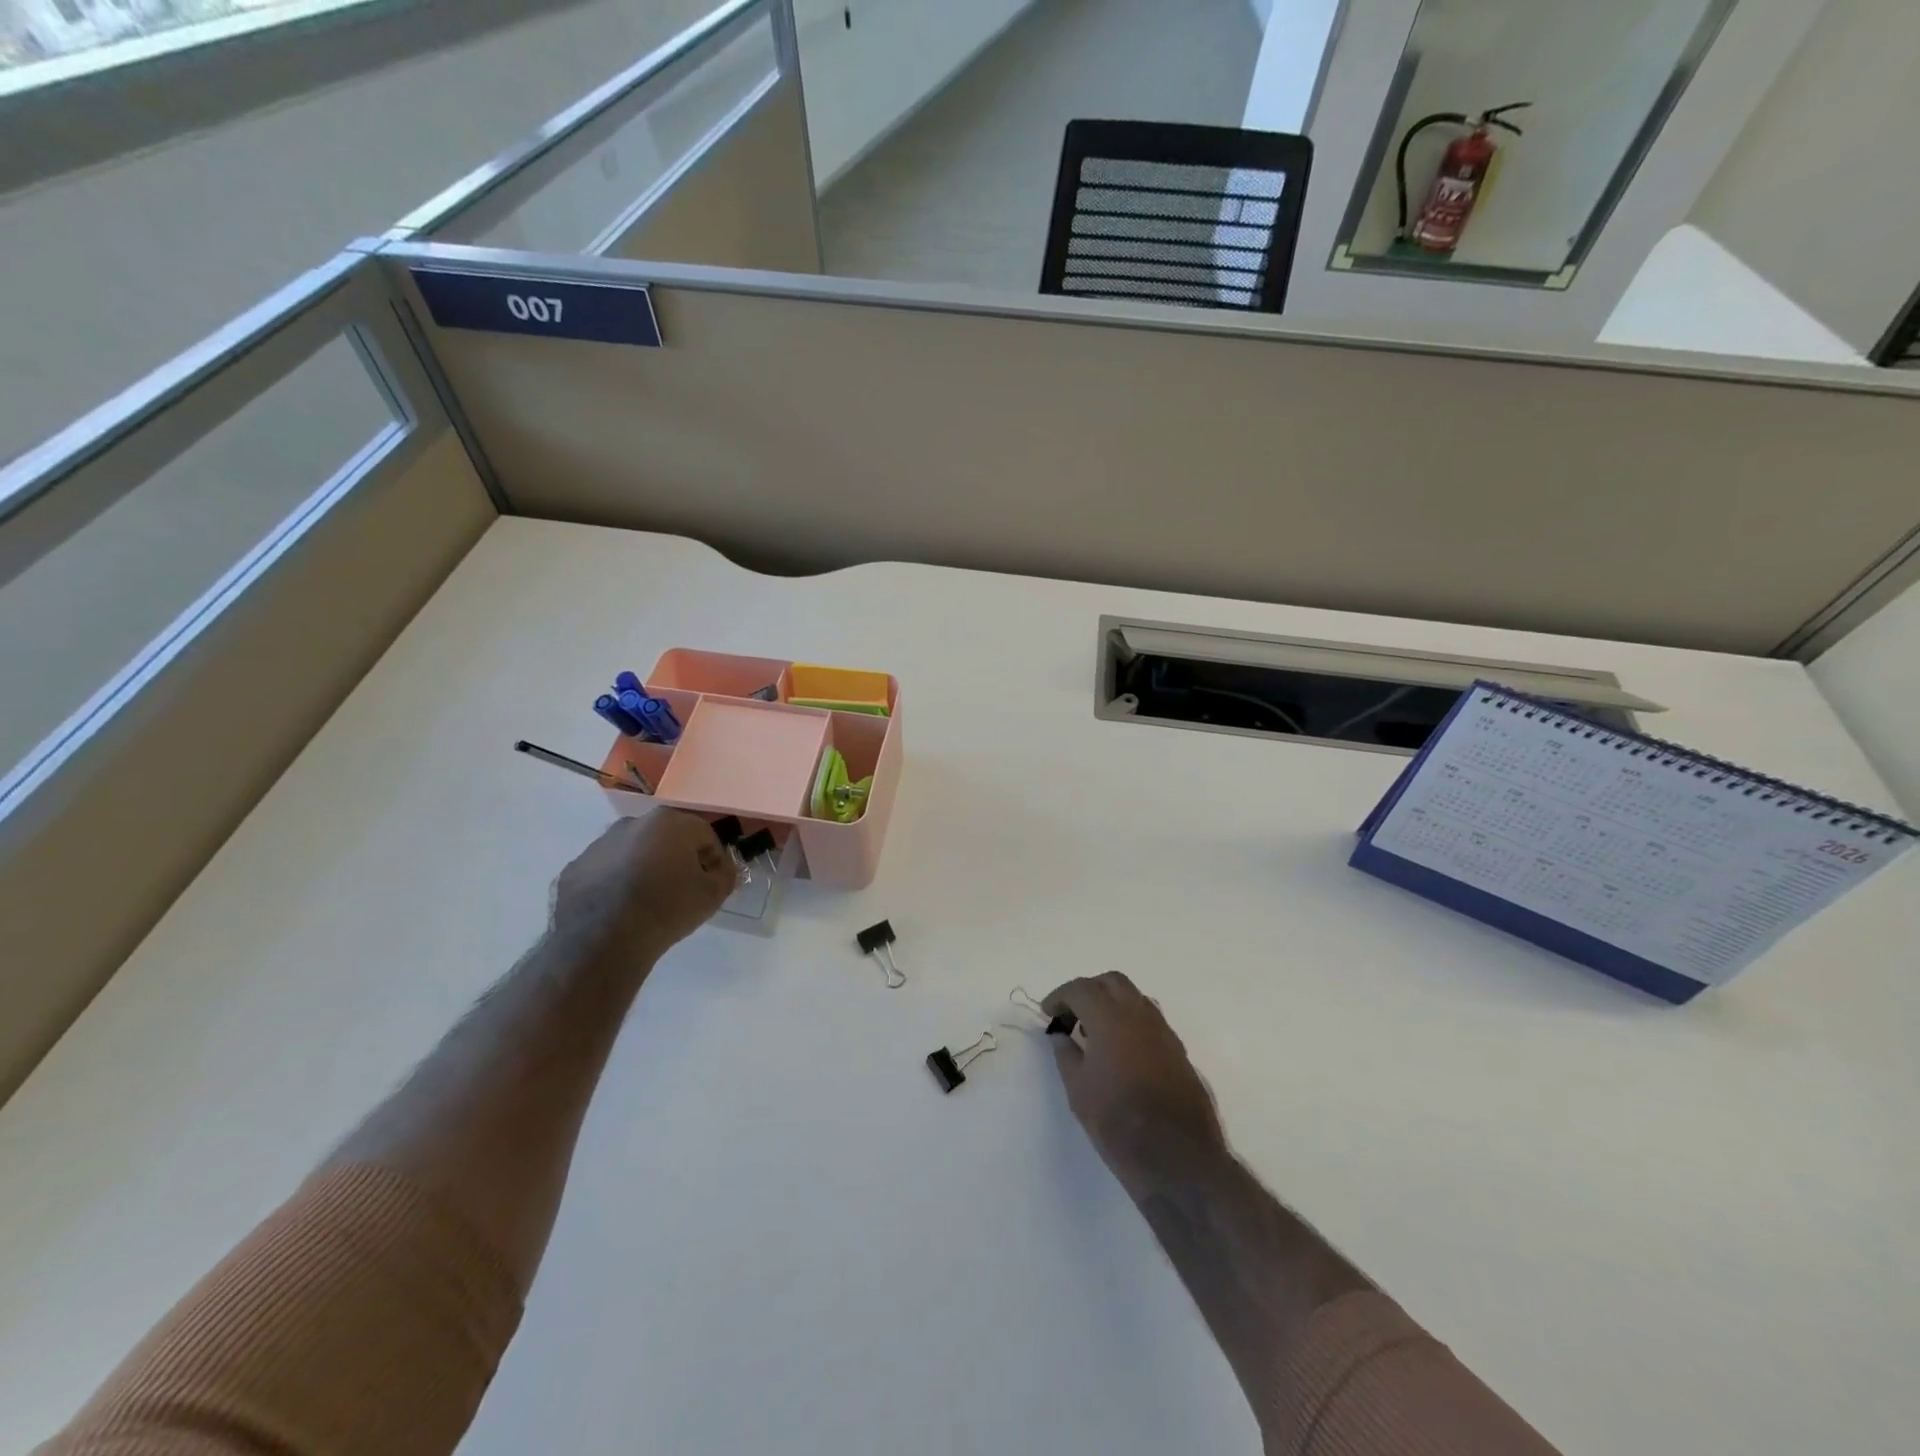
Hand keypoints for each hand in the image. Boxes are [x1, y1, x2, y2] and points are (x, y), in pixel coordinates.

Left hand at [551, 811, 738, 964]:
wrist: (603, 940)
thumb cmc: (666, 909)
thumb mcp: (713, 895)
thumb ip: (726, 875)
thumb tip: (721, 869)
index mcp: (669, 822)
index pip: (704, 835)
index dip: (714, 859)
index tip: (713, 882)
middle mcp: (632, 823)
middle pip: (666, 838)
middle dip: (677, 859)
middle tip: (682, 890)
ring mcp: (599, 845)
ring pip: (633, 852)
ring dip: (644, 868)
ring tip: (648, 902)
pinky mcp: (575, 868)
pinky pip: (605, 872)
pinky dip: (615, 883)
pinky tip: (620, 909)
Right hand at [1044, 972, 1225, 1196]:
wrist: (1178, 1157)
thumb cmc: (1118, 1123)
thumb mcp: (1078, 1090)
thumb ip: (1066, 1054)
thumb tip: (1060, 1034)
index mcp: (1110, 1018)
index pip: (1080, 988)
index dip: (1060, 996)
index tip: (1048, 1013)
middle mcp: (1139, 1014)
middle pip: (1111, 982)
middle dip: (1088, 991)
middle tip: (1071, 1015)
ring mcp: (1163, 1030)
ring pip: (1134, 997)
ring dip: (1111, 1003)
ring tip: (1095, 1032)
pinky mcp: (1177, 1049)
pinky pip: (1149, 1019)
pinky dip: (1129, 1021)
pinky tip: (1120, 1050)